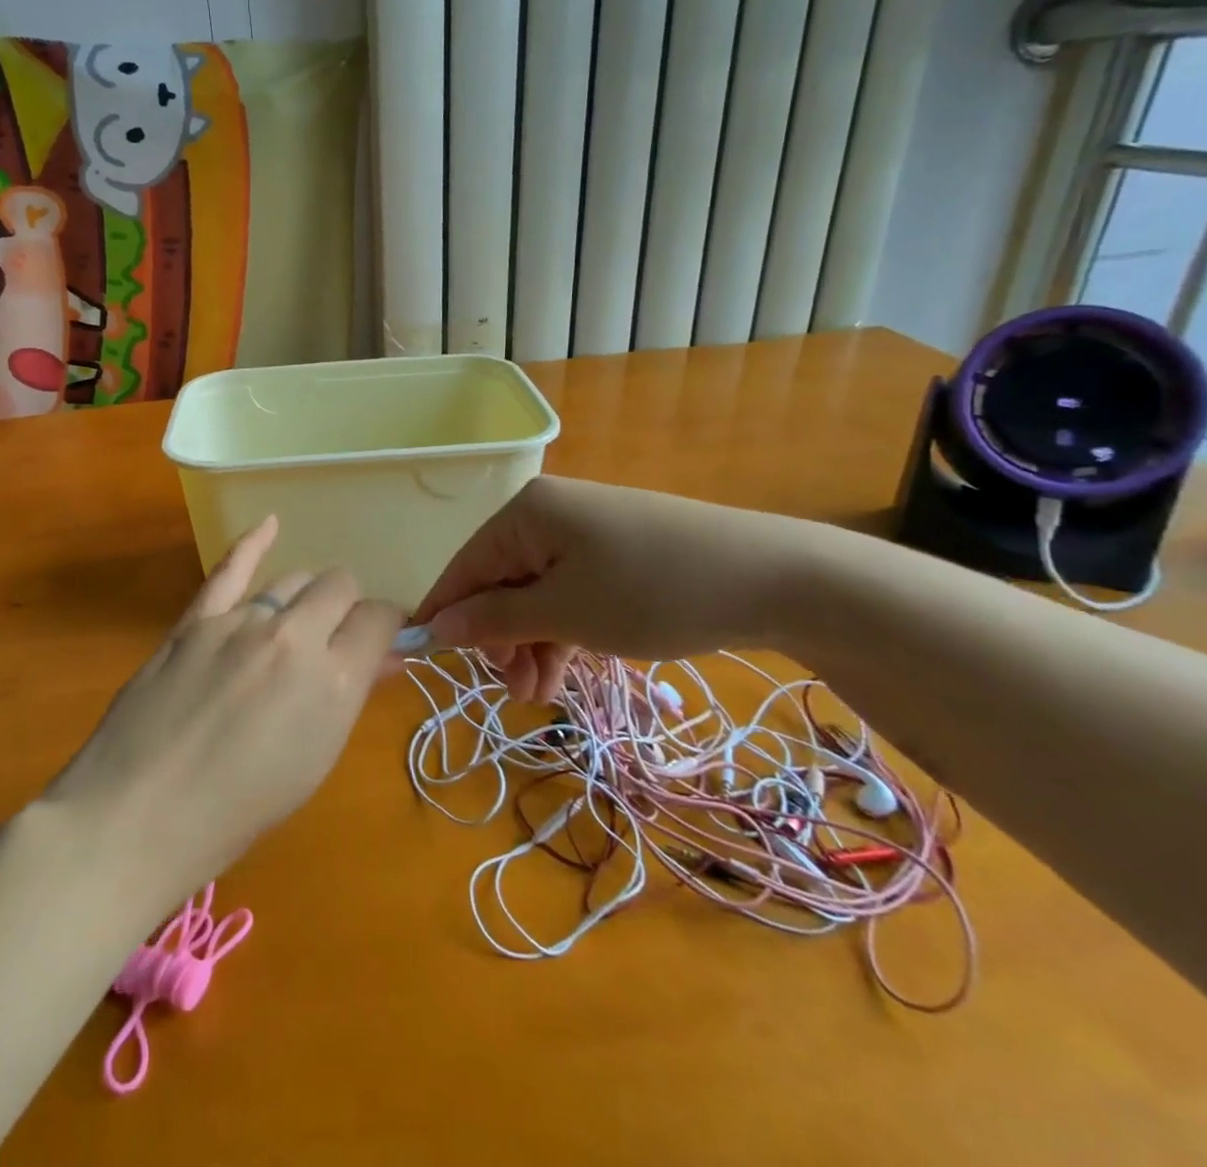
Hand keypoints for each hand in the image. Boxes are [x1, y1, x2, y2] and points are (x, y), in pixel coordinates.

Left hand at [46, 516, 403, 905]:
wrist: (138, 817)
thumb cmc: (237, 811)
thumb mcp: (313, 760)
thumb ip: (351, 695)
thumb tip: (383, 655)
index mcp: (334, 682)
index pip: (379, 618)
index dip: (384, 625)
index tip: (377, 640)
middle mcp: (294, 637)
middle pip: (339, 584)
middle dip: (346, 606)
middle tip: (332, 640)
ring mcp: (240, 620)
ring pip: (291, 577)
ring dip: (303, 596)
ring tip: (292, 624)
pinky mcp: (195, 618)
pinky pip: (231, 568)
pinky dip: (253, 542)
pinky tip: (269, 525)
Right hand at [413, 476, 811, 702]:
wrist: (774, 578)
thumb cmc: (653, 591)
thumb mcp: (565, 612)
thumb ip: (494, 619)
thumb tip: (437, 625)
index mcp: (526, 514)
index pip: (465, 566)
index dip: (446, 614)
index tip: (431, 663)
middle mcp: (549, 515)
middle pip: (499, 582)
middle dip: (500, 640)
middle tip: (518, 691)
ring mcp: (585, 534)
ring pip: (535, 594)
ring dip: (532, 644)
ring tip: (545, 693)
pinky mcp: (616, 554)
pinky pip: (569, 594)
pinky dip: (562, 632)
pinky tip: (567, 670)